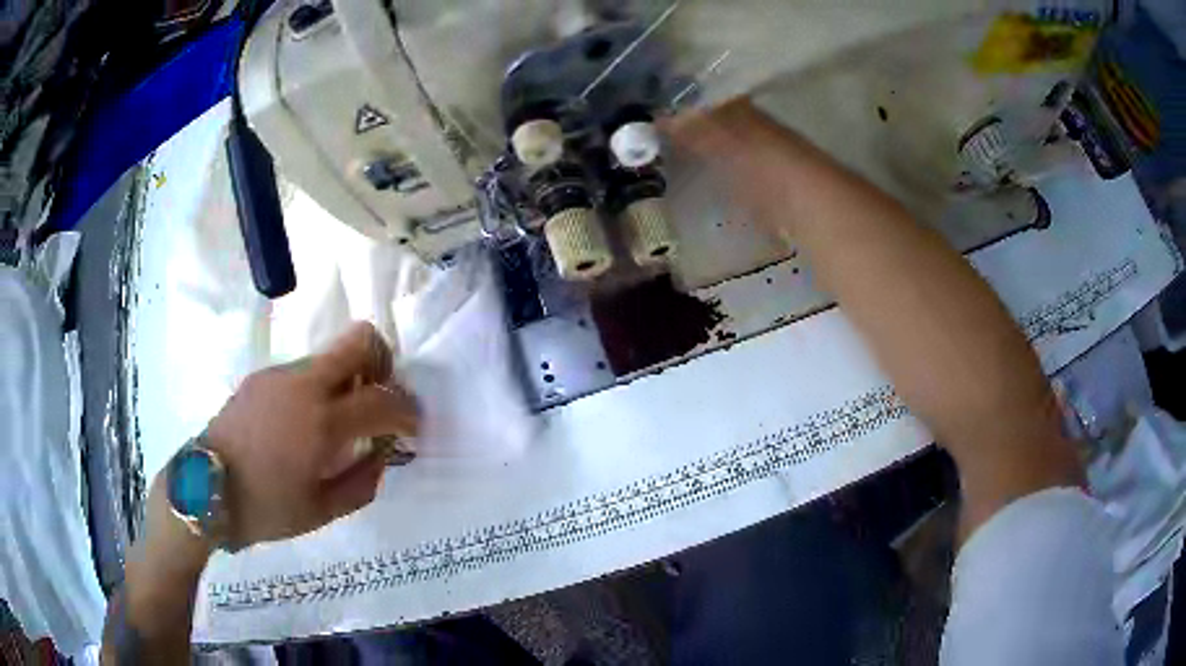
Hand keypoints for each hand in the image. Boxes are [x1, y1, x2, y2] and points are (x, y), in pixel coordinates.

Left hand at [205, 322, 419, 548]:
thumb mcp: (322, 510)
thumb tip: (381, 453)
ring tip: (338, 422)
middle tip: (381, 398)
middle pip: (360, 340)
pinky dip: (319, 388)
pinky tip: (304, 425)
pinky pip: (304, 371)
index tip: (412, 426)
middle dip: (383, 363)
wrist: (204, 488)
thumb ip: (363, 481)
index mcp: (322, 423)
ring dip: (348, 379)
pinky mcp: (262, 376)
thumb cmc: (265, 508)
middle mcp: (304, 385)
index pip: (383, 399)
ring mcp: (280, 375)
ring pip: (331, 356)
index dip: (408, 410)